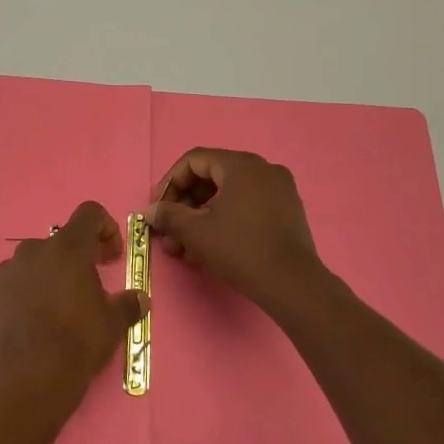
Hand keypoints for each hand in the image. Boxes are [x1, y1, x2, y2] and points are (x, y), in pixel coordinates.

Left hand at [0, 200, 147, 404]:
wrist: (28, 378)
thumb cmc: (78, 343)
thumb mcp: (114, 324)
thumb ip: (128, 304)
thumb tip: (139, 298)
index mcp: (68, 248)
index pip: (89, 213)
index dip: (105, 228)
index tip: (109, 255)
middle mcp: (32, 250)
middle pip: (57, 245)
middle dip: (72, 262)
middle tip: (82, 292)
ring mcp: (3, 271)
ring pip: (28, 266)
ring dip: (42, 280)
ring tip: (50, 315)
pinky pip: (5, 289)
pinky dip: (16, 299)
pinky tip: (24, 326)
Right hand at [146, 148, 324, 310]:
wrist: (292, 283)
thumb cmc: (240, 249)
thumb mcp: (196, 232)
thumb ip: (169, 215)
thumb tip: (151, 211)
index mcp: (241, 165)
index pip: (194, 161)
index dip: (170, 183)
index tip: (159, 209)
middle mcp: (263, 169)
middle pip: (211, 176)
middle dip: (185, 205)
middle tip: (170, 231)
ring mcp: (279, 189)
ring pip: (228, 194)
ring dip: (201, 216)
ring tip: (185, 247)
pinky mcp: (287, 211)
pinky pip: (247, 205)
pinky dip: (225, 220)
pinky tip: (211, 247)